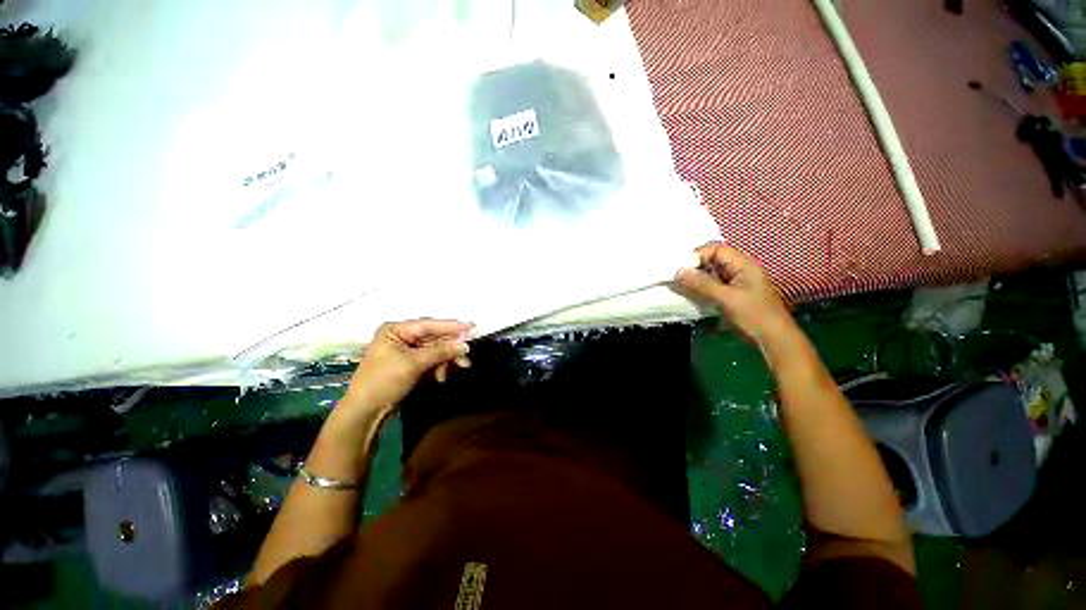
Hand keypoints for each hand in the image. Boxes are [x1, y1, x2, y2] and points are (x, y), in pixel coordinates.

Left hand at [342, 319, 473, 416]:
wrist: (365, 413)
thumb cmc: (384, 382)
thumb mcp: (413, 364)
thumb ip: (440, 351)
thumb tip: (464, 345)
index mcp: (396, 330)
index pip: (429, 325)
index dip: (451, 326)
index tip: (471, 326)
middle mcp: (401, 337)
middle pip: (434, 338)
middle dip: (450, 349)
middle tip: (466, 358)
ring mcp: (406, 351)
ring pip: (435, 351)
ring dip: (446, 360)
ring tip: (455, 371)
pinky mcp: (410, 365)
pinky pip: (431, 361)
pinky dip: (439, 367)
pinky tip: (441, 377)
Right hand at [676, 243, 792, 342]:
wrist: (773, 338)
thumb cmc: (754, 315)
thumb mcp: (726, 298)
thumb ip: (703, 284)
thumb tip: (679, 272)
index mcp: (743, 264)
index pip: (716, 249)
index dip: (698, 255)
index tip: (682, 269)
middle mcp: (739, 268)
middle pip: (713, 259)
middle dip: (695, 266)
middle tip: (679, 278)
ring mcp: (736, 281)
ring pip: (711, 272)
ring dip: (697, 277)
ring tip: (682, 285)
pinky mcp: (732, 292)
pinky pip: (713, 283)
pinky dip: (702, 287)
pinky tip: (692, 293)